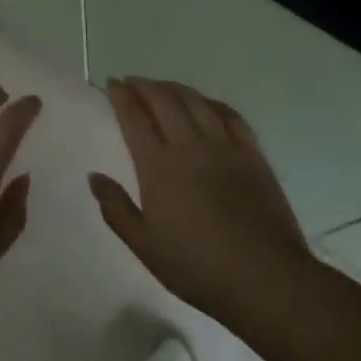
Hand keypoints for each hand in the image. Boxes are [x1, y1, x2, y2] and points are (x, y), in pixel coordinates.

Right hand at [90, 78, 313, 326]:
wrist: (265, 278)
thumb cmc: (197, 266)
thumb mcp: (144, 246)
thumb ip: (116, 209)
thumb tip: (94, 177)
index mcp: (158, 166)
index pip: (134, 118)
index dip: (121, 96)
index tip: (112, 84)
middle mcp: (190, 145)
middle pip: (164, 100)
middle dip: (145, 86)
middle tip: (132, 82)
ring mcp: (225, 146)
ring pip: (196, 101)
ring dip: (175, 88)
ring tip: (163, 87)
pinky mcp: (253, 154)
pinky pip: (230, 115)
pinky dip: (212, 103)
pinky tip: (206, 104)